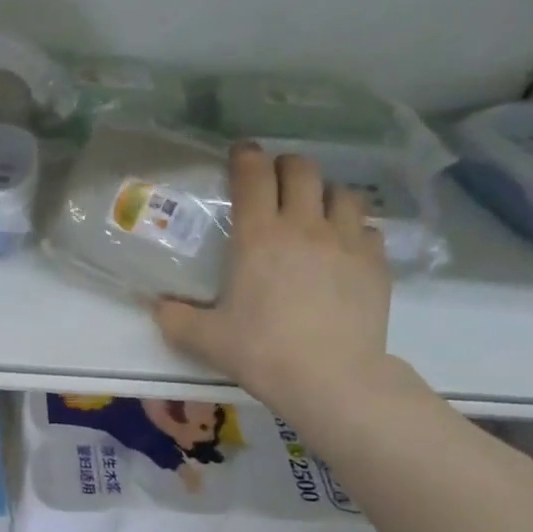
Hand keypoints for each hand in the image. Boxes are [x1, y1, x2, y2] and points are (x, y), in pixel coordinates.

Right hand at [154, 144, 401, 428]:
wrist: (331, 377)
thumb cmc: (261, 352)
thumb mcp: (206, 339)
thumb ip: (176, 319)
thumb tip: (156, 306)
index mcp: (259, 237)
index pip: (254, 175)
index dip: (246, 156)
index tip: (241, 153)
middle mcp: (304, 226)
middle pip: (302, 170)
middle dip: (287, 166)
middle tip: (276, 180)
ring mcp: (346, 241)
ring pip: (343, 193)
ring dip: (325, 194)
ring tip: (316, 211)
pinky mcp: (376, 262)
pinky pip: (368, 229)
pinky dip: (354, 229)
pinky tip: (345, 248)